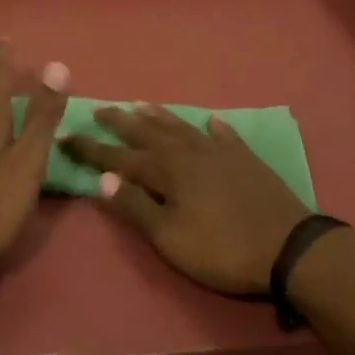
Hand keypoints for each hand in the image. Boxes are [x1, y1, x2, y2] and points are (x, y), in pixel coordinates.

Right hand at [64, 106, 309, 295]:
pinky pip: (224, 136)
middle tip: (99, 109)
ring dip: (159, 117)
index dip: (91, 148)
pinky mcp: (246, 159)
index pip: (118, 157)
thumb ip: (136, 207)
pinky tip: (210, 121)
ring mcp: (219, 152)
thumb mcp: (170, 238)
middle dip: (120, 122)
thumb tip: (102, 178)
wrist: (289, 247)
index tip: (65, 135)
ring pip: (181, 127)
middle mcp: (188, 153)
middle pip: (148, 133)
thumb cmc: (223, 249)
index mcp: (166, 171)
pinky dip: (214, 127)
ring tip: (141, 105)